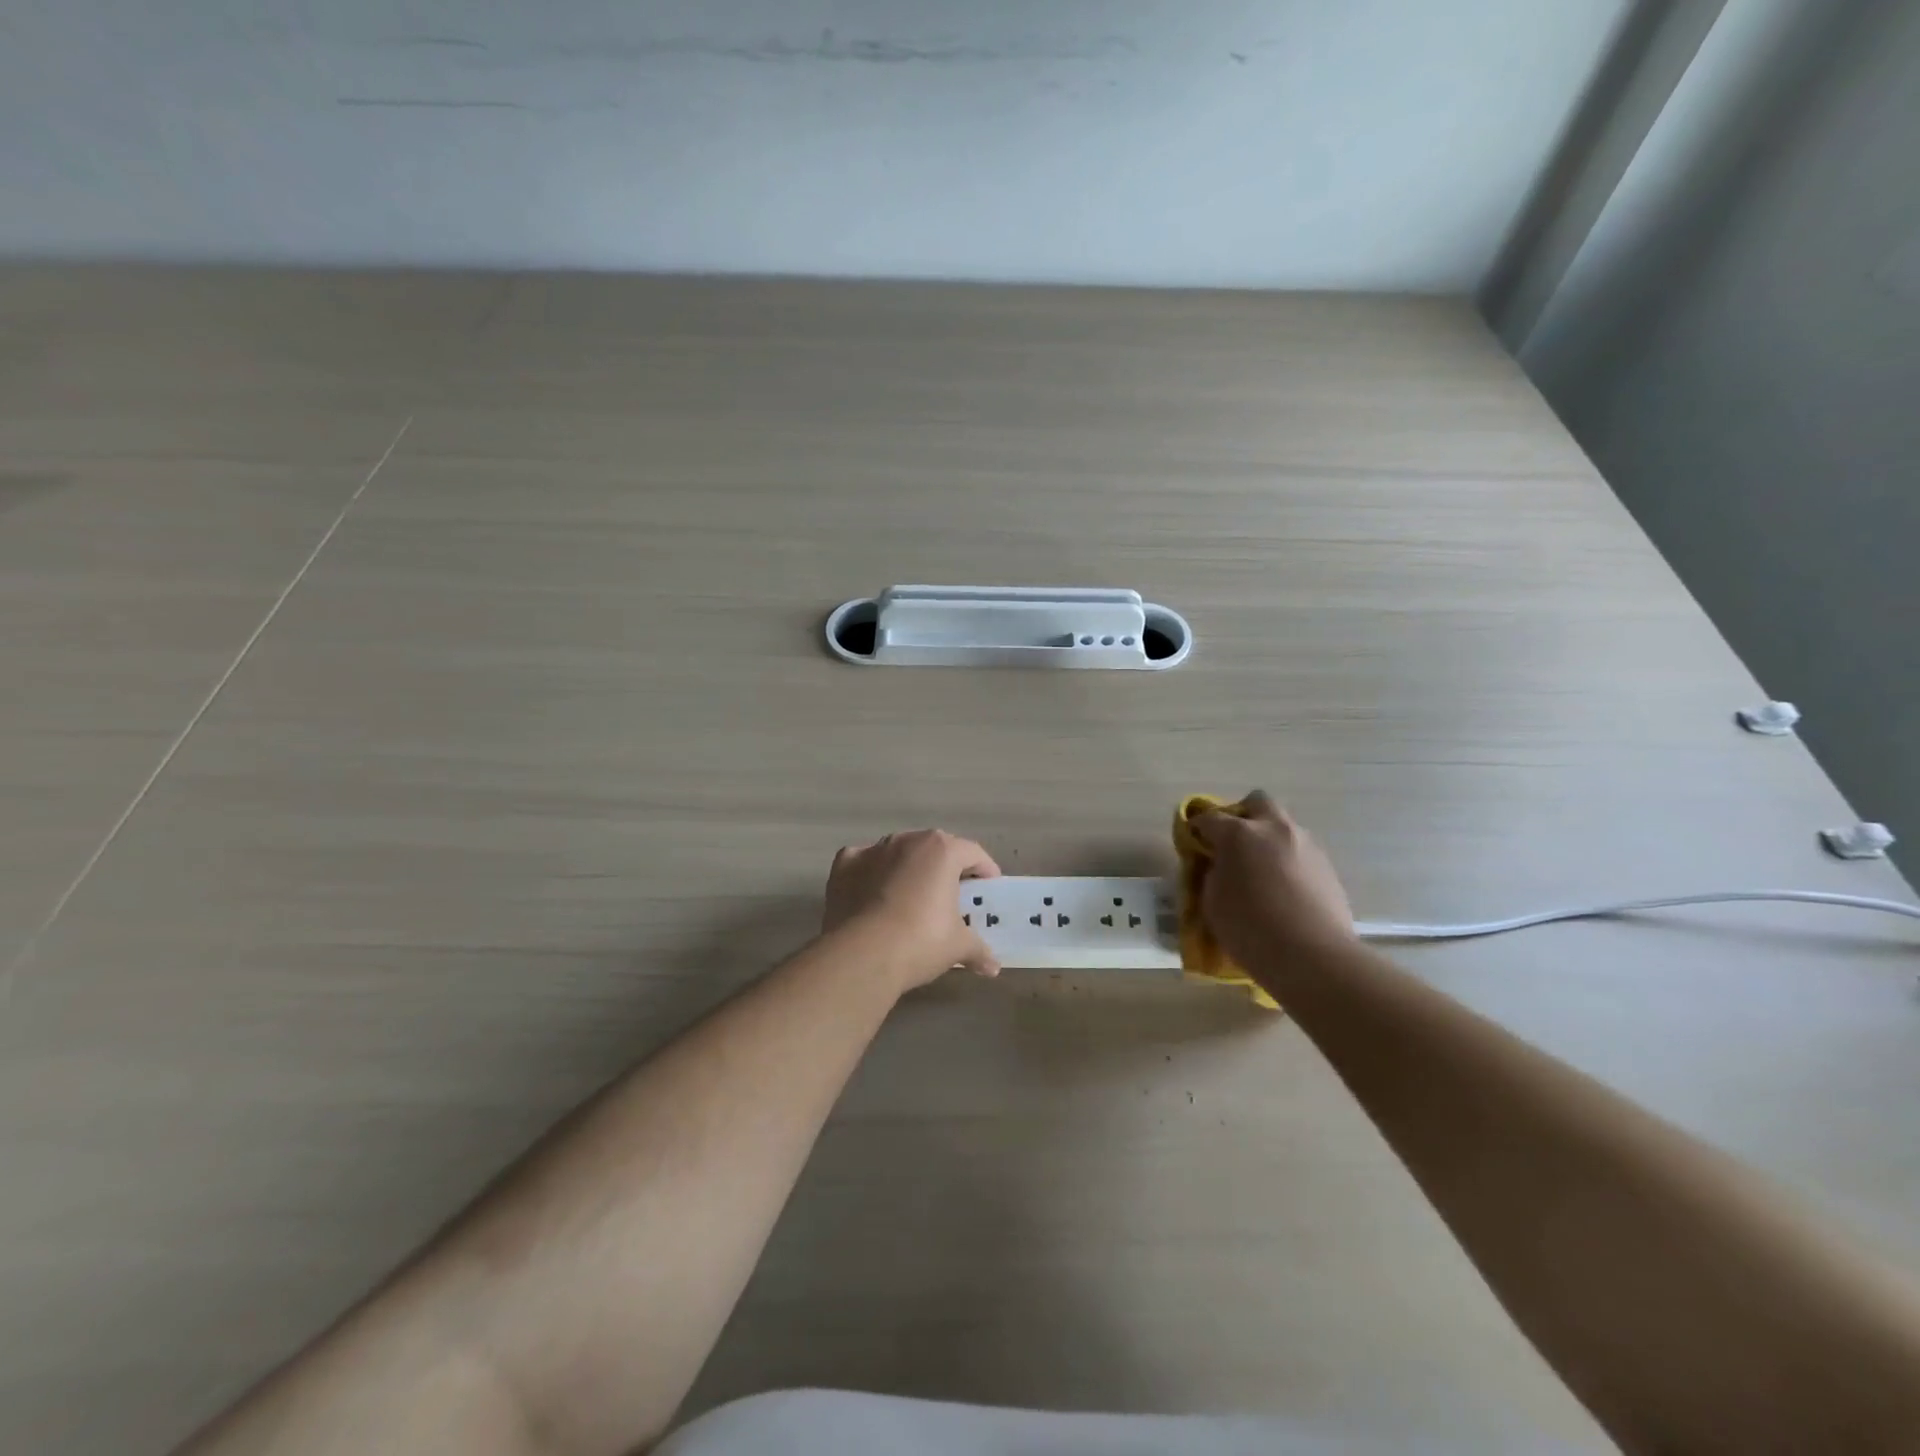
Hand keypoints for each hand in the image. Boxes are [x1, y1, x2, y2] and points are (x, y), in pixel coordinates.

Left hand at [822, 829, 1002, 991]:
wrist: (861, 954)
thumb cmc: (920, 941)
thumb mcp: (958, 947)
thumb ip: (978, 950)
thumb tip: (994, 967)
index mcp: (941, 850)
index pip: (972, 853)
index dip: (984, 870)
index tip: (988, 888)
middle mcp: (907, 840)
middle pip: (935, 847)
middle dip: (946, 867)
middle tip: (952, 894)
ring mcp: (872, 849)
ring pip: (898, 853)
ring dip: (908, 868)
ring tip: (912, 896)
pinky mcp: (844, 865)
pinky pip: (865, 864)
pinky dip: (872, 875)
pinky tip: (874, 897)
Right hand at [1190, 791, 1355, 963]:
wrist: (1313, 957)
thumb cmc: (1250, 929)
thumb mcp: (1212, 901)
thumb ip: (1212, 874)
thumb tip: (1220, 865)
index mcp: (1239, 834)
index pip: (1209, 817)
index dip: (1198, 828)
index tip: (1194, 843)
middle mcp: (1275, 829)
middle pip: (1258, 802)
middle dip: (1243, 815)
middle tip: (1233, 843)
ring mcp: (1306, 845)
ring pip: (1284, 827)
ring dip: (1269, 840)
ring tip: (1262, 873)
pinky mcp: (1327, 867)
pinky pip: (1301, 852)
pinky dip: (1288, 862)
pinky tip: (1284, 891)